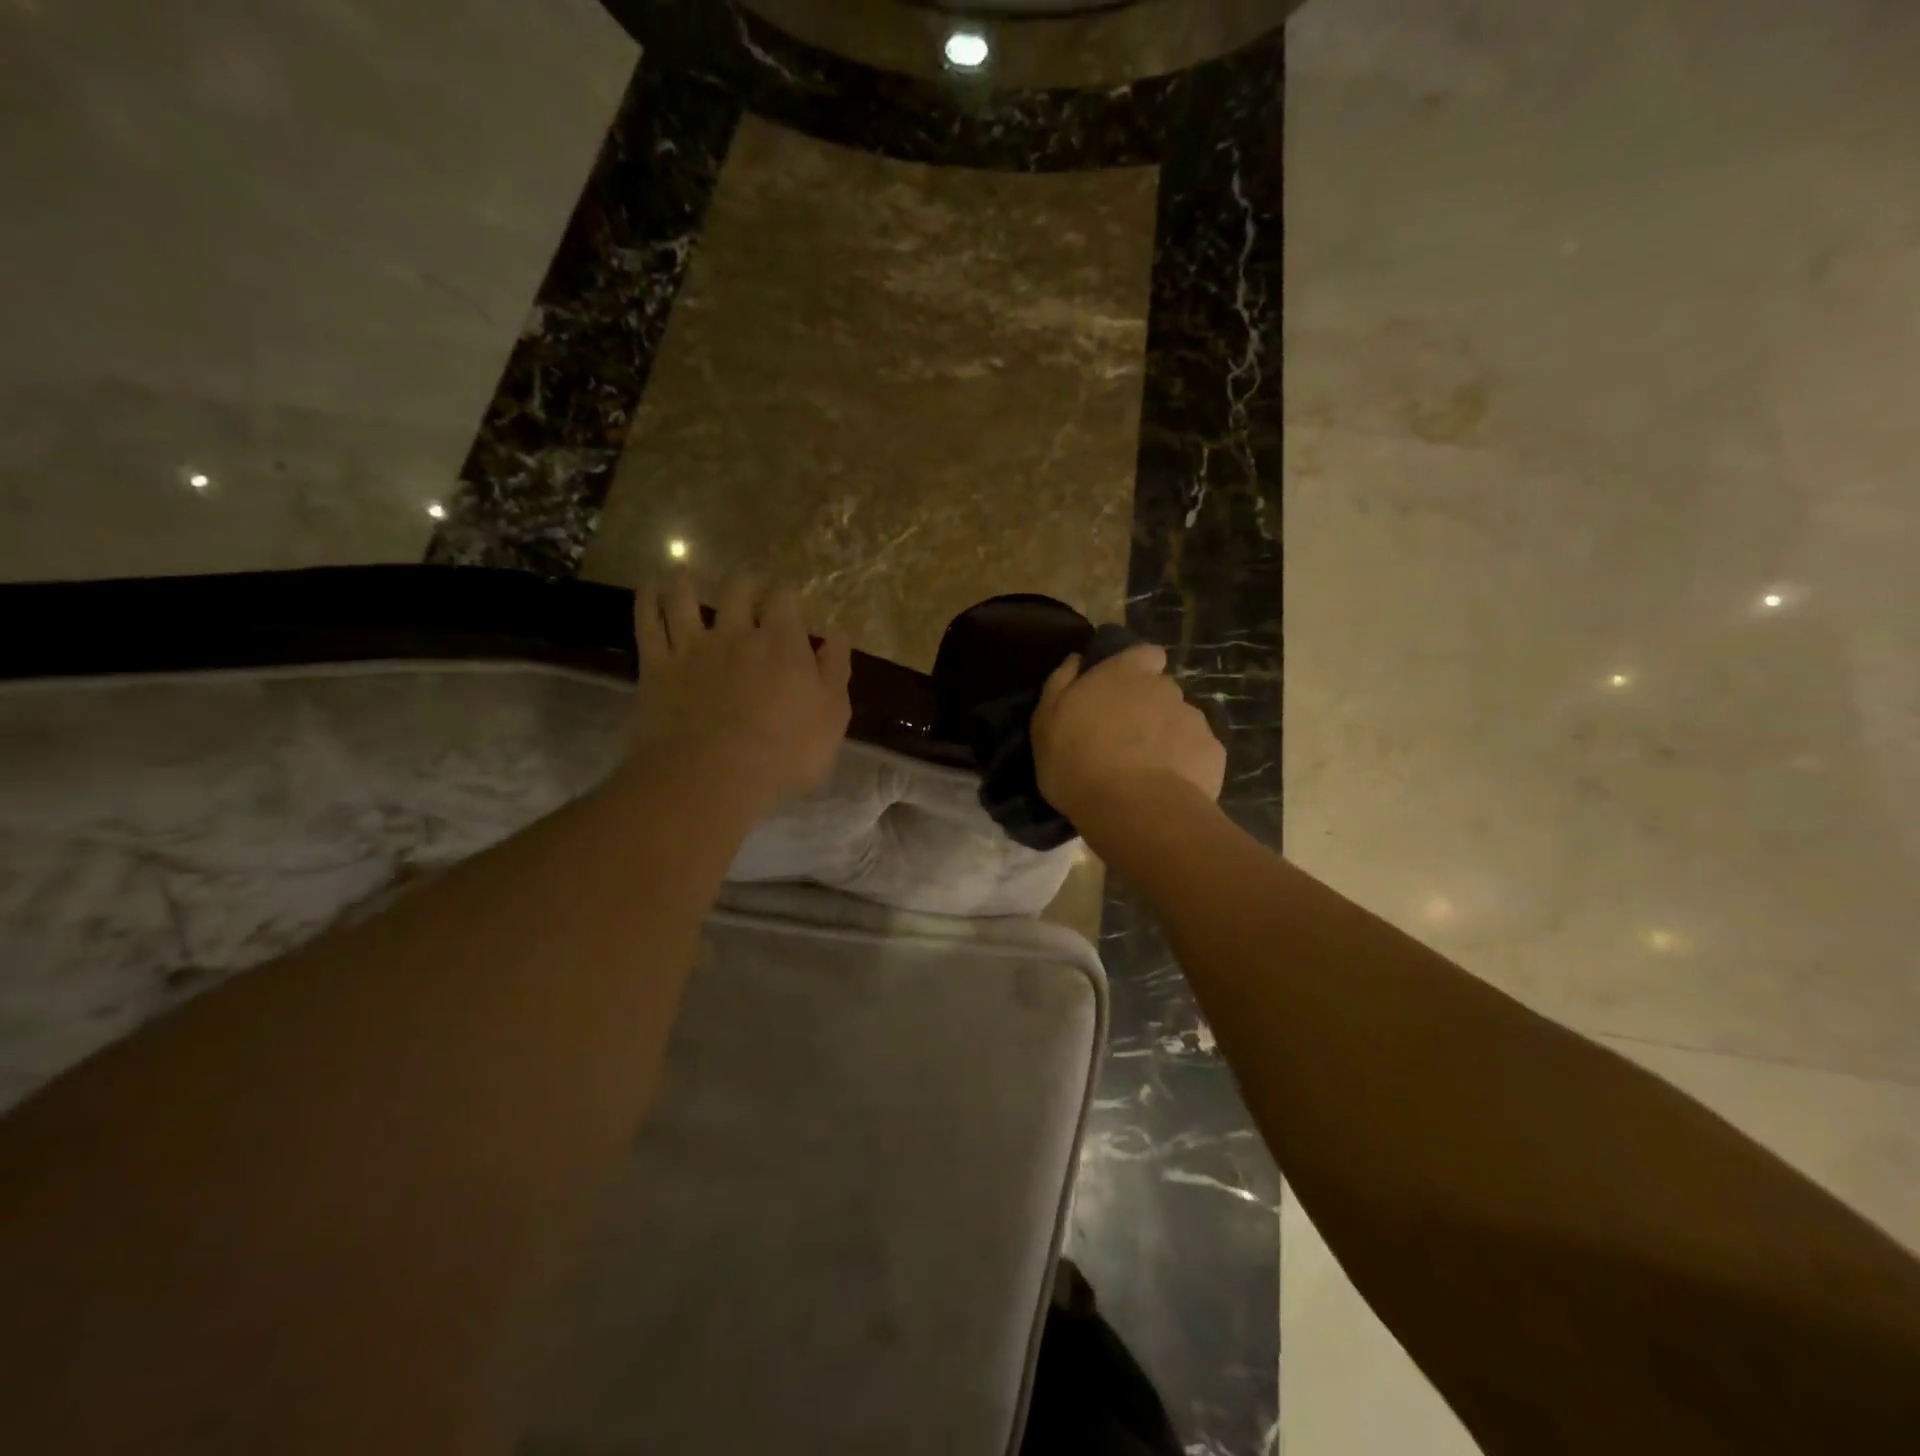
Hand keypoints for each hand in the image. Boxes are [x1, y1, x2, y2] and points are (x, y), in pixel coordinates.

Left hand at [630, 572, 851, 809]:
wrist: (714, 774)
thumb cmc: (785, 752)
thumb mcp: (831, 716)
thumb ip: (835, 672)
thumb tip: (839, 637)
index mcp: (782, 643)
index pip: (785, 600)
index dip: (787, 592)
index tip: (789, 594)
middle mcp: (736, 634)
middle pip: (739, 592)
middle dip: (746, 583)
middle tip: (749, 583)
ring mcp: (693, 647)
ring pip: (686, 599)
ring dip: (686, 582)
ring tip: (684, 572)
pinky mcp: (658, 666)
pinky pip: (649, 624)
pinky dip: (647, 601)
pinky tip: (648, 588)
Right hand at [1031, 643, 1225, 826]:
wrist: (1134, 810)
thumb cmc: (1077, 761)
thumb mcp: (1045, 722)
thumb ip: (1061, 683)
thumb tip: (1076, 659)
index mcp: (1124, 673)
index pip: (1145, 654)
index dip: (1137, 668)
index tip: (1121, 690)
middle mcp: (1165, 688)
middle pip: (1161, 691)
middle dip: (1148, 708)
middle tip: (1125, 740)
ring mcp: (1194, 720)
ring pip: (1180, 722)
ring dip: (1166, 738)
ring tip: (1146, 771)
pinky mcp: (1213, 753)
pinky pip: (1197, 753)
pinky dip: (1185, 765)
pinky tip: (1166, 788)